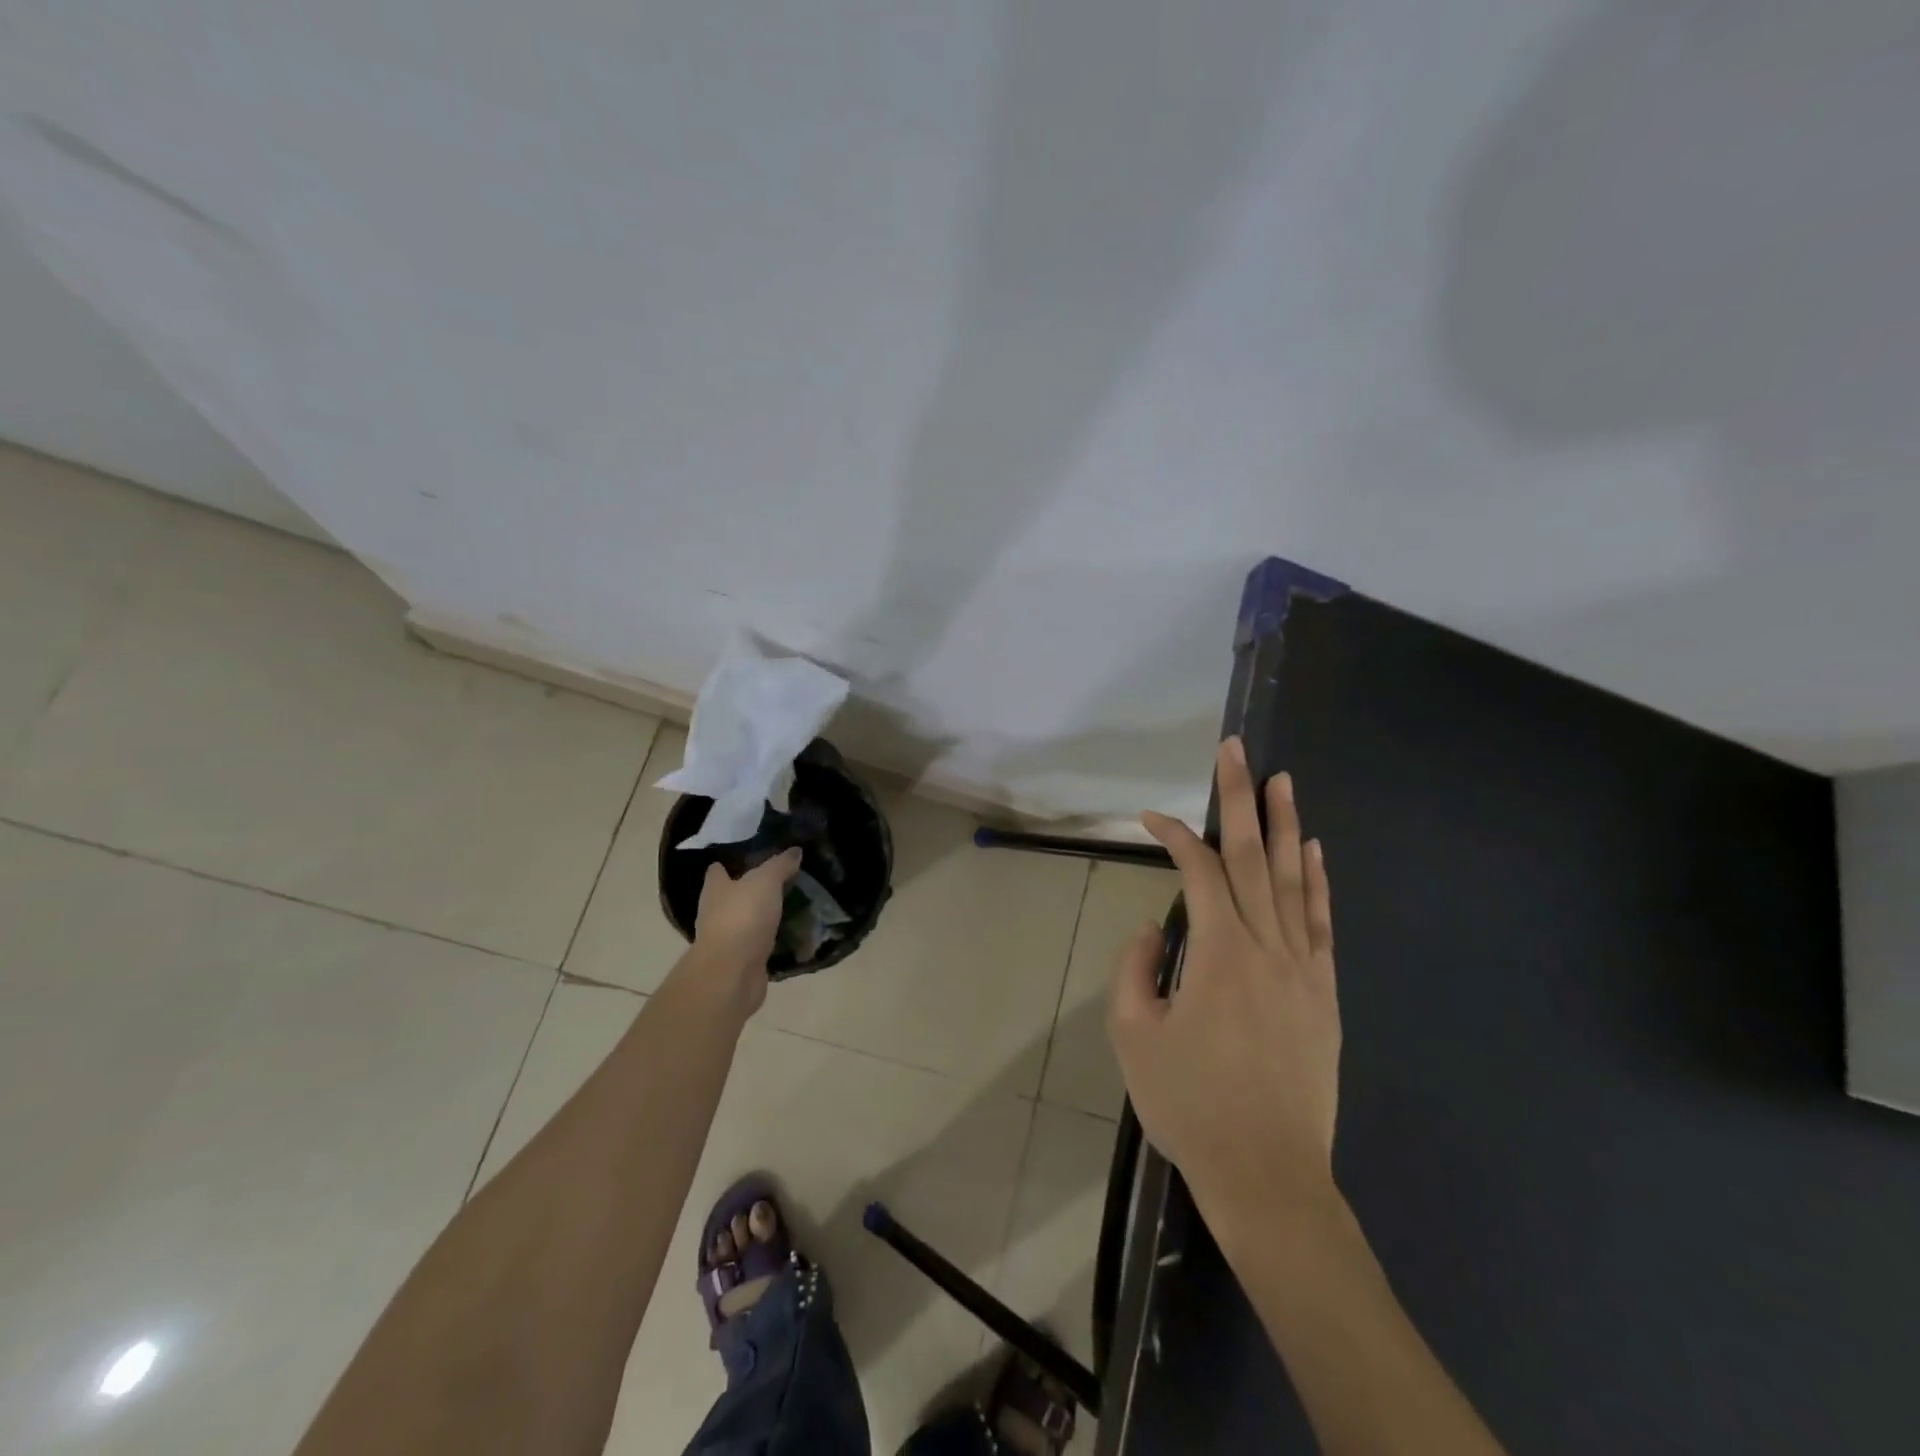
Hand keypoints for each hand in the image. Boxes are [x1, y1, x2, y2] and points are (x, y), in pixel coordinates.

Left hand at [691, 848, 801, 1015]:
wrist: (732, 973)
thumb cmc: (743, 917)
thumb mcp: (766, 881)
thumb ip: (780, 865)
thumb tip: (795, 850)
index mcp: (715, 889)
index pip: (717, 870)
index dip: (730, 863)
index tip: (751, 856)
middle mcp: (716, 912)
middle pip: (733, 895)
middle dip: (752, 889)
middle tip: (782, 879)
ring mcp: (728, 939)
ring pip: (748, 921)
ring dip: (764, 916)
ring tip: (792, 905)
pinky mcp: (742, 961)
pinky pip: (760, 944)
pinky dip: (772, 940)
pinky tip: (792, 934)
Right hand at [1109, 737, 1340, 1225]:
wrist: (1267, 1174)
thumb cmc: (1190, 1105)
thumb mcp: (1134, 1036)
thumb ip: (1135, 969)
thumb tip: (1155, 928)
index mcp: (1219, 953)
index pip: (1199, 872)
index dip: (1175, 835)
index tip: (1151, 817)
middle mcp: (1267, 946)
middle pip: (1254, 856)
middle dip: (1241, 798)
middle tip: (1237, 748)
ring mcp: (1304, 968)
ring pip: (1295, 880)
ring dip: (1286, 825)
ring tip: (1282, 780)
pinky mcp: (1324, 993)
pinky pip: (1323, 923)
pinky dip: (1320, 882)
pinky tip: (1315, 851)